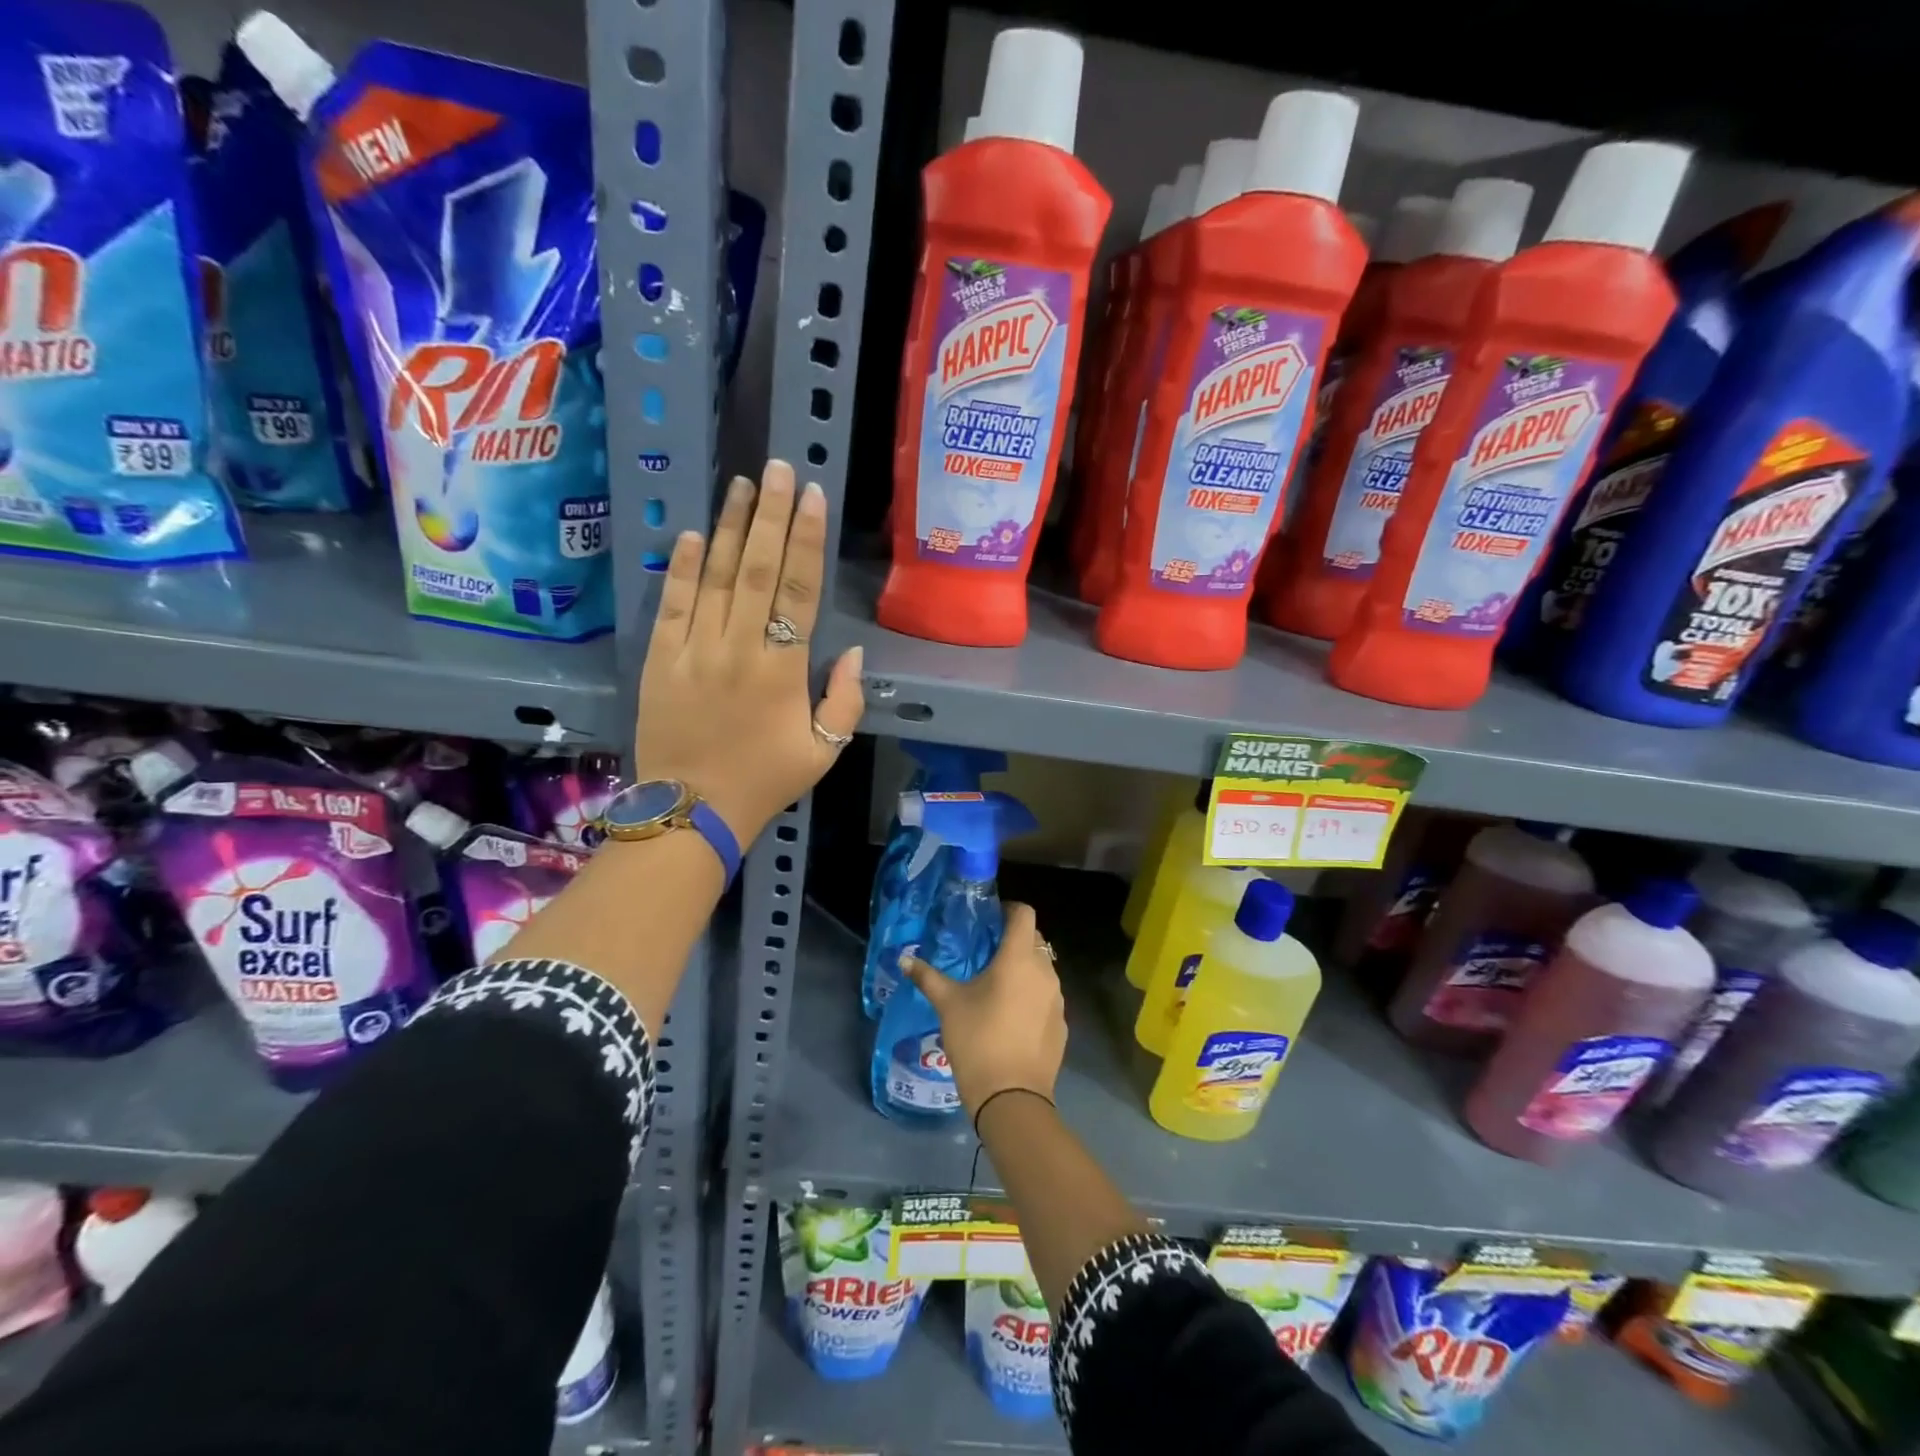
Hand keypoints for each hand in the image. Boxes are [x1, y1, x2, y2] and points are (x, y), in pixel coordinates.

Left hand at [634, 459, 863, 843]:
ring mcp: (694, 651)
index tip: (811, 496)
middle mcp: (738, 648)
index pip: (798, 590)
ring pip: (713, 577)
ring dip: (727, 527)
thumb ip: (844, 700)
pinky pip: (672, 606)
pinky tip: (690, 534)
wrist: (693, 810)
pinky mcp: (659, 660)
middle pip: (755, 569)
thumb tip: (851, 653)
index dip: (805, 539)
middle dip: (769, 515)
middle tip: (776, 467)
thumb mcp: (825, 751)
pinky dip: (681, 568)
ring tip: (740, 484)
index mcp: (782, 670)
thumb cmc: (766, 780)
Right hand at [904, 902, 1065, 1119]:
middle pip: (1034, 940)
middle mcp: (1045, 972)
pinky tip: (1011, 1018)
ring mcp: (1057, 999)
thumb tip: (903, 959)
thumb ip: (927, 977)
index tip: (990, 919)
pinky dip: (1032, 997)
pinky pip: (1047, 998)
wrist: (1012, 1098)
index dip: (1009, 910)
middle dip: (1014, 940)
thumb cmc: (978, 1040)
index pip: (1024, 913)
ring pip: (1043, 970)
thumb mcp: (948, 1005)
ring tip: (997, 986)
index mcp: (1018, 958)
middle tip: (986, 953)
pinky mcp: (1062, 1024)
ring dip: (1024, 970)